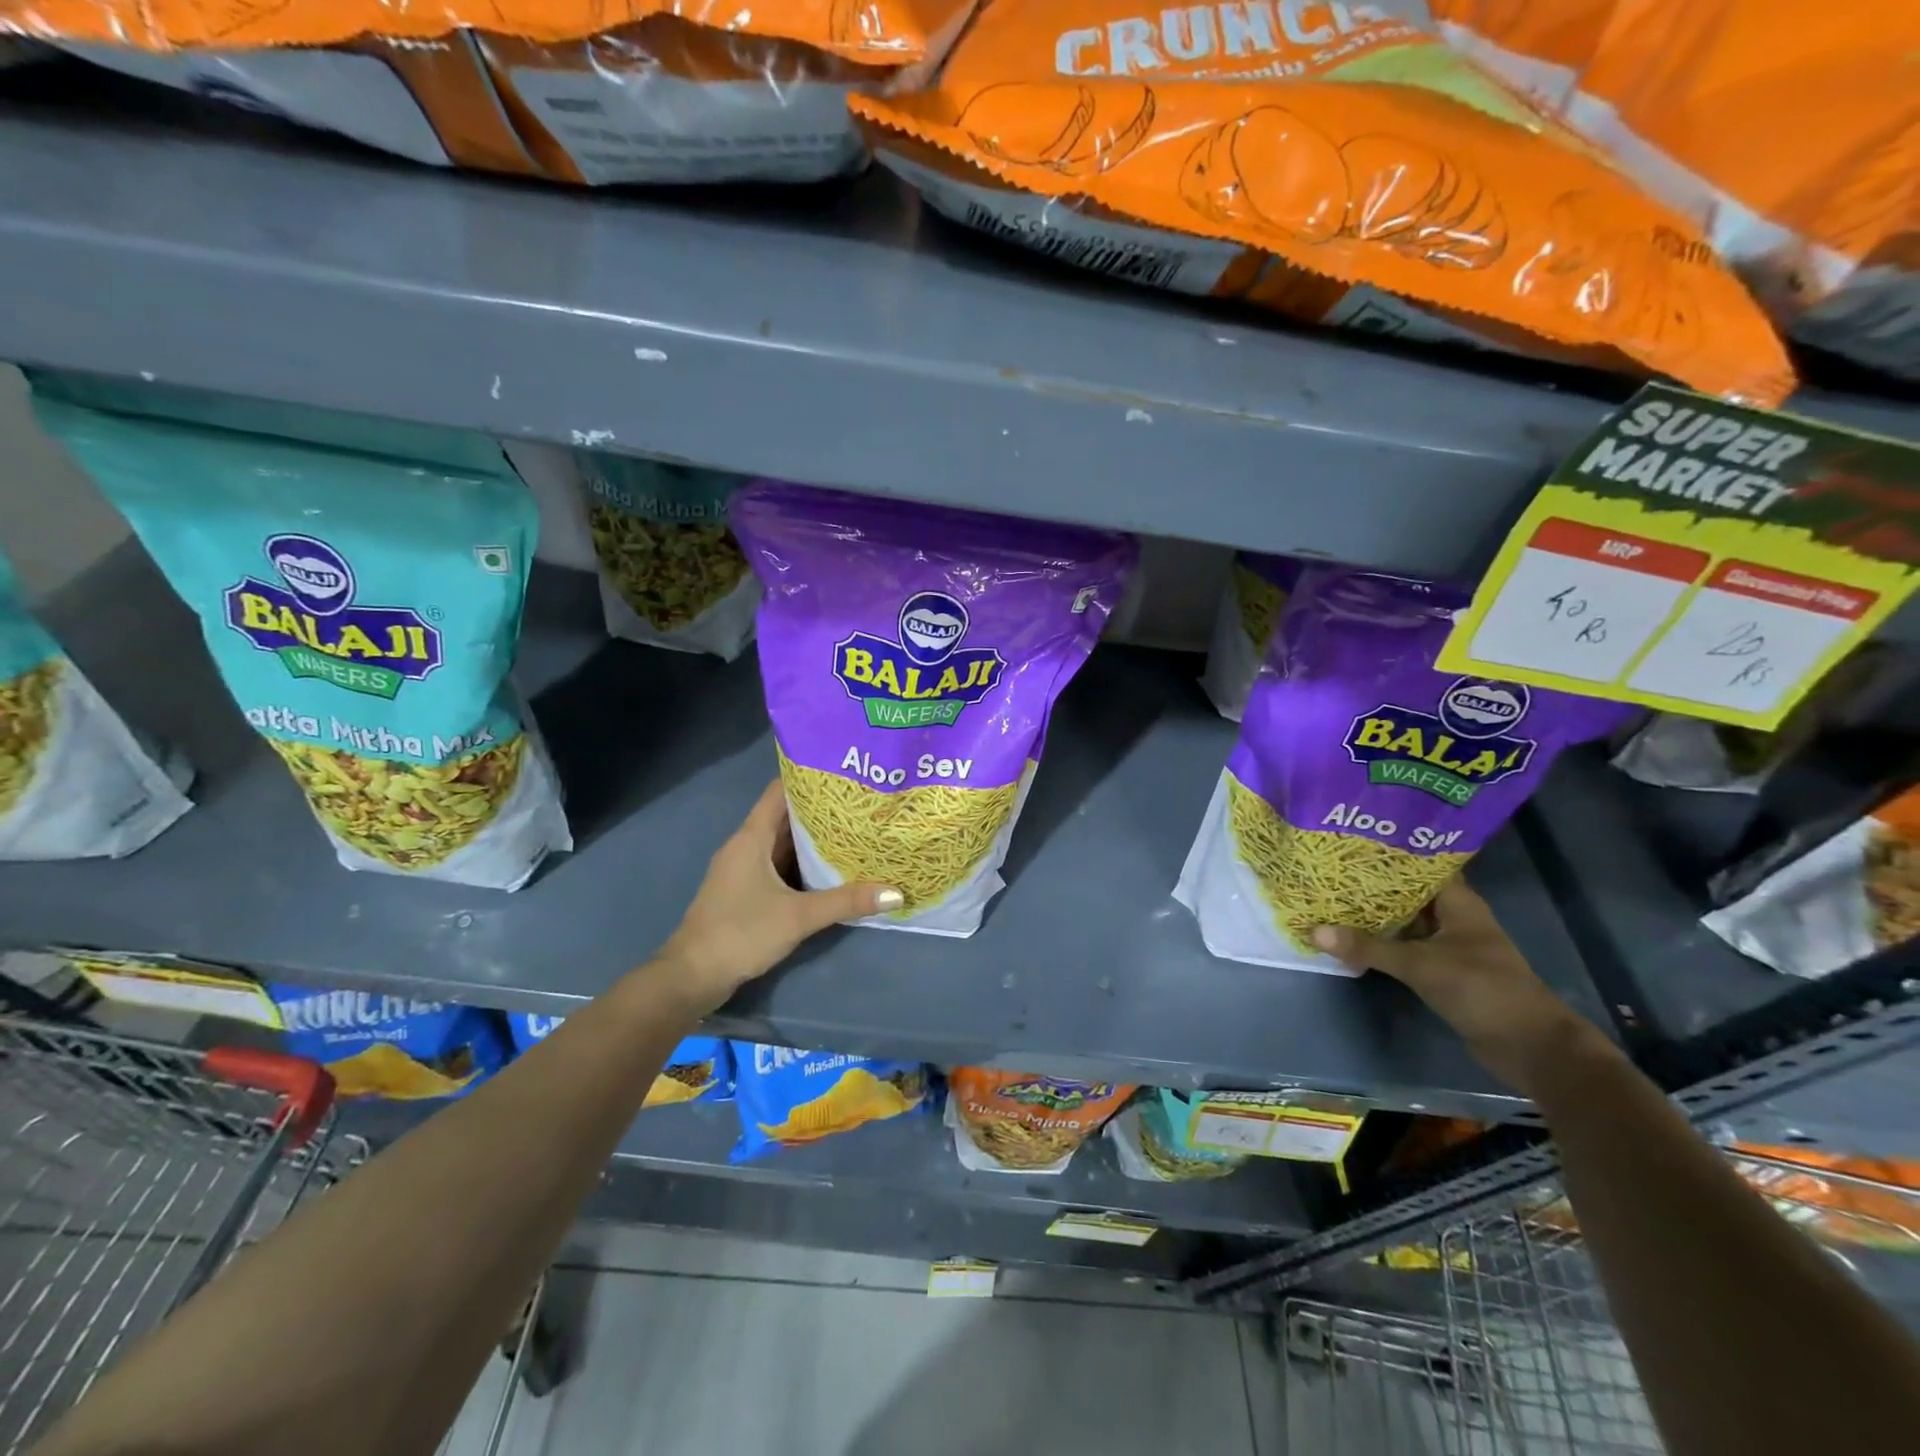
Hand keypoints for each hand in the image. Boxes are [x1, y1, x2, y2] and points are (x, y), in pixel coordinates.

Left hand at [654, 778, 900, 1015]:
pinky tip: (832, 868)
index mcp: (751, 838)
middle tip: (861, 803)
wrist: (693, 977)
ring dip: (813, 838)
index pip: (780, 791)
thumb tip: (896, 892)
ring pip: (783, 844)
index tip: (844, 773)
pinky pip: (780, 866)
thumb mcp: (799, 916)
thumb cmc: (741, 933)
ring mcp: (744, 870)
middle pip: (785, 816)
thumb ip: (846, 902)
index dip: (809, 778)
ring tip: (855, 829)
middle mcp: (746, 846)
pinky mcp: (746, 892)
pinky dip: (804, 863)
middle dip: (821, 810)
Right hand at [1313, 878, 1599, 1094]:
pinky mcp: (1442, 970)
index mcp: (1458, 903)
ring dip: (1373, 916)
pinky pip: (1404, 947)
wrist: (1529, 1047)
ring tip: (1329, 899)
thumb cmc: (1482, 989)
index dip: (1386, 854)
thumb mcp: (1420, 965)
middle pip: (1406, 893)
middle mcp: (1453, 918)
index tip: (1348, 843)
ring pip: (1404, 921)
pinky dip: (1381, 943)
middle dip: (1370, 885)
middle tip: (1326, 871)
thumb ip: (1369, 948)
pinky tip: (1350, 938)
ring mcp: (1448, 945)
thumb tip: (1313, 931)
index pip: (1419, 865)